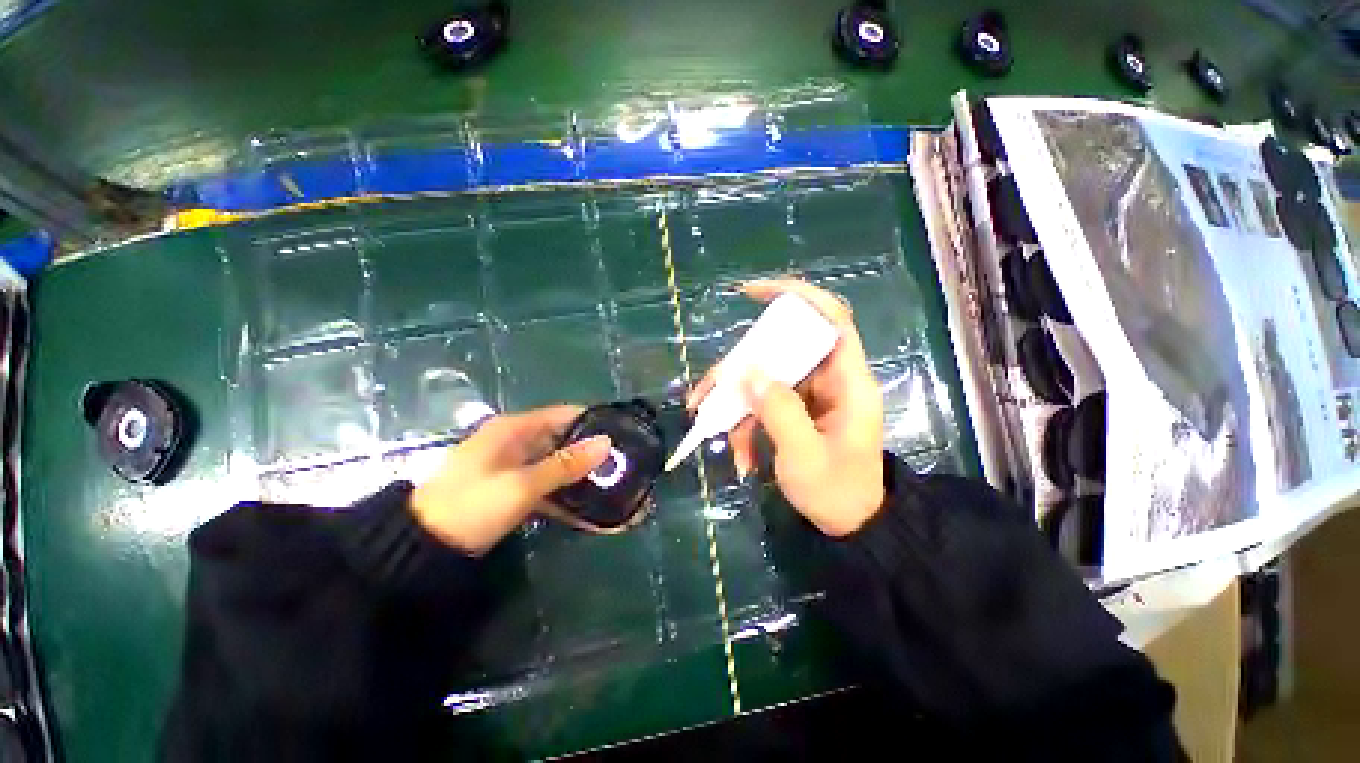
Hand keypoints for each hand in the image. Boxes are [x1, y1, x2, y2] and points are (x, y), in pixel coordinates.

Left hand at [409, 406, 611, 554]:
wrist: (422, 548)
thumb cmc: (472, 505)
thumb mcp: (522, 484)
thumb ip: (566, 464)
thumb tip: (606, 443)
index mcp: (514, 429)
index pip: (563, 415)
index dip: (592, 422)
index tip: (621, 434)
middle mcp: (516, 442)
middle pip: (562, 440)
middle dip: (590, 453)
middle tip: (620, 466)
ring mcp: (513, 467)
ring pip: (556, 465)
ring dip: (579, 477)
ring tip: (611, 488)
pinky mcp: (512, 489)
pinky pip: (545, 486)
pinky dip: (563, 496)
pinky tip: (587, 511)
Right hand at [688, 279, 884, 536]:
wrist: (854, 525)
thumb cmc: (838, 492)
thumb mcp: (805, 457)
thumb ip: (779, 412)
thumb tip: (748, 371)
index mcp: (848, 382)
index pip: (831, 318)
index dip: (797, 296)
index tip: (752, 294)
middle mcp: (829, 379)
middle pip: (781, 351)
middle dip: (741, 370)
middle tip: (708, 393)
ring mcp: (811, 394)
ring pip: (766, 378)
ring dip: (737, 405)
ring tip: (715, 433)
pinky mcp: (797, 409)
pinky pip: (765, 402)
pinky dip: (746, 424)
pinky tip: (741, 456)